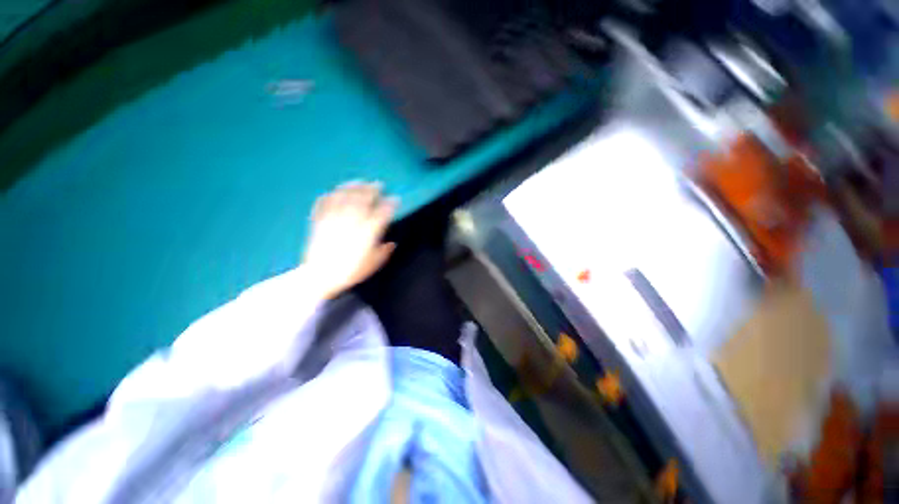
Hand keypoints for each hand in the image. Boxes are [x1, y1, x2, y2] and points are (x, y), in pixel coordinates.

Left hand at [303, 181, 397, 299]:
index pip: (381, 214)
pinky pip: (324, 205)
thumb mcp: (372, 264)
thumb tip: (391, 243)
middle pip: (363, 201)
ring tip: (357, 182)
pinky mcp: (320, 222)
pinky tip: (332, 192)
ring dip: (352, 188)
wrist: (320, 277)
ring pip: (344, 199)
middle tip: (377, 184)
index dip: (390, 204)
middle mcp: (352, 222)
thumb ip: (383, 252)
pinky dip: (328, 197)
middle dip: (372, 190)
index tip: (395, 198)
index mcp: (367, 232)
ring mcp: (334, 220)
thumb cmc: (350, 272)